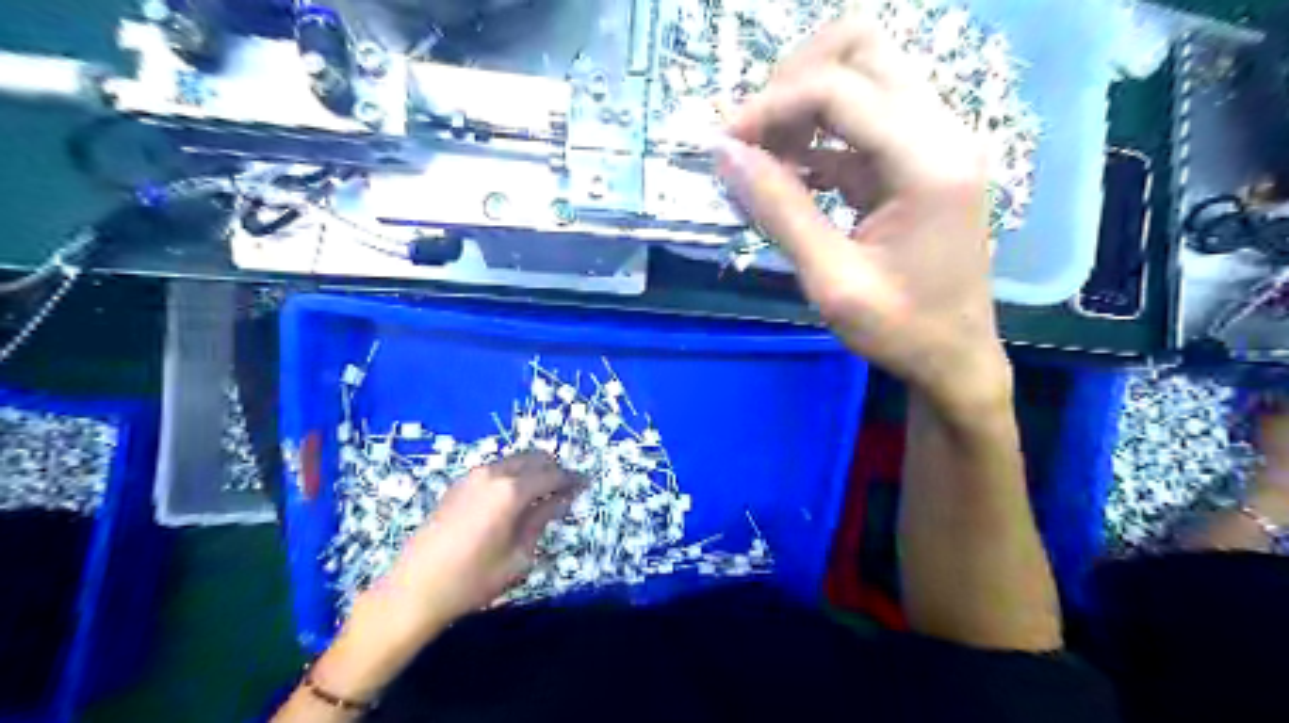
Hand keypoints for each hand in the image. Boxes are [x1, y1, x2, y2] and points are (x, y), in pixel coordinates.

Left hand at [376, 454, 581, 624]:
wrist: (415, 589)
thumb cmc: (474, 578)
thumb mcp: (519, 555)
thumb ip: (542, 520)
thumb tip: (563, 499)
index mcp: (512, 490)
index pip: (553, 474)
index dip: (572, 479)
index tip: (586, 485)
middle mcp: (494, 473)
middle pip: (533, 458)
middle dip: (553, 469)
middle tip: (565, 489)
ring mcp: (473, 476)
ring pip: (513, 460)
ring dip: (532, 470)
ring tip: (542, 494)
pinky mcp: (459, 484)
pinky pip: (496, 468)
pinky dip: (512, 474)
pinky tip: (513, 497)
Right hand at [716, 17, 1006, 415]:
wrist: (955, 358)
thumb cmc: (900, 330)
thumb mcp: (831, 280)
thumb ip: (779, 210)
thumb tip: (724, 154)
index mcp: (928, 161)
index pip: (839, 89)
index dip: (770, 106)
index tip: (724, 145)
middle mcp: (941, 131)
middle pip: (862, 49)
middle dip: (792, 81)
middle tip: (752, 136)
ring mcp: (934, 140)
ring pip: (862, 73)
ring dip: (803, 103)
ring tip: (762, 156)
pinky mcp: (919, 159)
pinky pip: (861, 119)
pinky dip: (817, 134)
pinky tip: (788, 172)